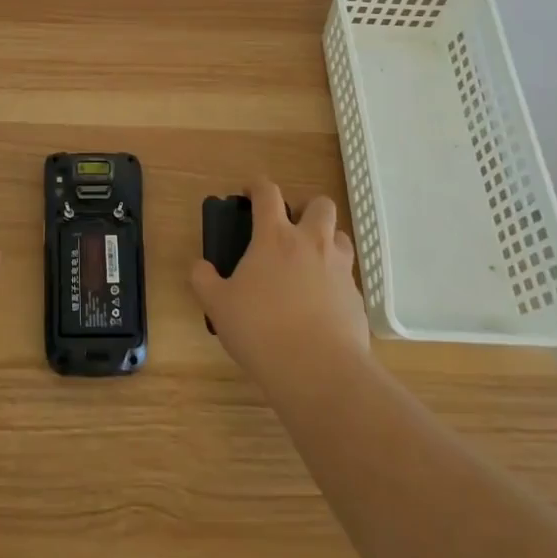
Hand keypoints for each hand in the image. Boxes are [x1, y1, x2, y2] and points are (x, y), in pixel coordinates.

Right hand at [191, 179, 369, 380]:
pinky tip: (321, 304)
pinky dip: (335, 281)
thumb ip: (204, 280)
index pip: (268, 192)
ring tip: (309, 263)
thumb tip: (199, 266)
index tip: (248, 193)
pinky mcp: (357, 298)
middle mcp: (311, 243)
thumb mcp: (218, 305)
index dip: (257, 186)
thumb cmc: (261, 330)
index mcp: (275, 237)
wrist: (319, 371)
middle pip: (320, 204)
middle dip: (306, 208)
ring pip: (341, 237)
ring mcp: (339, 270)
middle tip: (289, 228)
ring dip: (326, 241)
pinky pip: (347, 277)